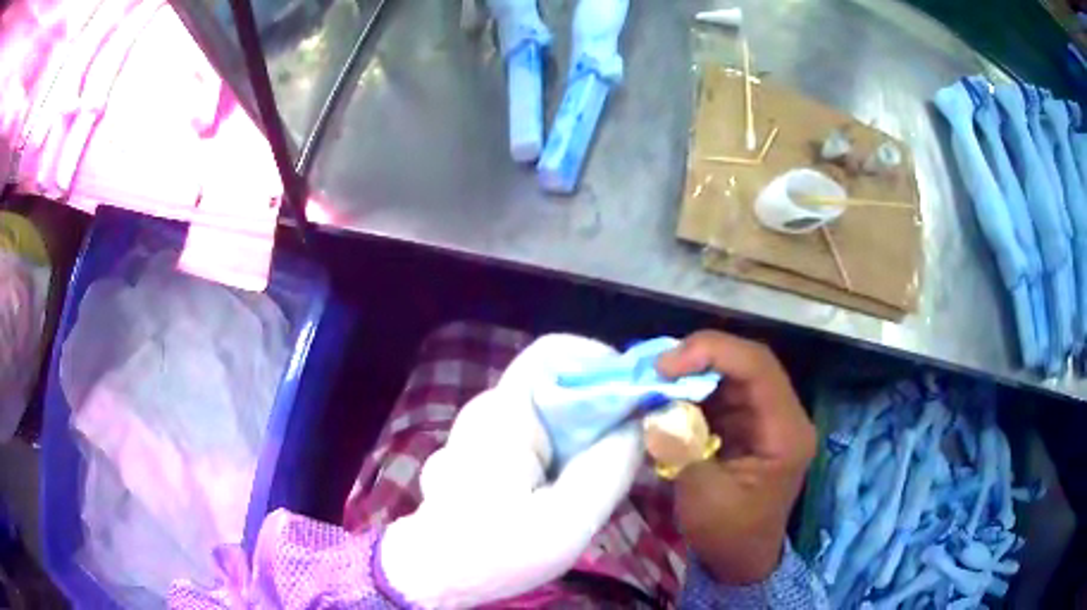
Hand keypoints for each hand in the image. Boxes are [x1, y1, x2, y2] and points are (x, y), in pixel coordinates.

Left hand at [380, 335, 642, 608]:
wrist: (435, 573)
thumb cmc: (494, 552)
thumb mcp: (568, 519)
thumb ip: (611, 466)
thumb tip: (639, 421)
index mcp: (504, 414)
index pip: (554, 352)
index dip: (601, 362)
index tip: (636, 398)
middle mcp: (490, 409)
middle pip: (559, 383)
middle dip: (601, 410)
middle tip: (626, 452)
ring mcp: (483, 428)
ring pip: (551, 411)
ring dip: (584, 435)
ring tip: (598, 479)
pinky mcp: (485, 449)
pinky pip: (537, 432)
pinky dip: (564, 450)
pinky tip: (566, 490)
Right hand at [657, 331, 816, 584]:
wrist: (740, 561)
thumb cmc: (729, 535)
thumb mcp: (703, 495)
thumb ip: (683, 443)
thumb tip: (657, 402)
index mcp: (785, 431)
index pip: (758, 367)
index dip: (712, 352)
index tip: (664, 366)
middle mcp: (782, 414)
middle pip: (745, 363)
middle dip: (697, 359)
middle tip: (653, 371)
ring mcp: (764, 417)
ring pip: (730, 374)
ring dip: (690, 374)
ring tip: (652, 384)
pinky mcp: (746, 424)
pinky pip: (719, 394)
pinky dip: (689, 392)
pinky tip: (664, 399)